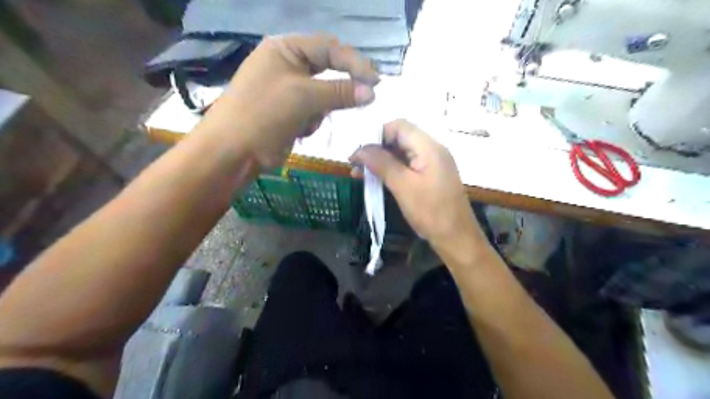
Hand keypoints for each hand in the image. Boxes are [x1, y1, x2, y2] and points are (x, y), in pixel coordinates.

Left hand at [200, 34, 379, 165]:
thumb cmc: (265, 113)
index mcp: (286, 49)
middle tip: (365, 97)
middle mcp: (288, 65)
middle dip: (340, 87)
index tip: (376, 82)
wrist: (234, 150)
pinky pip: (314, 111)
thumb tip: (372, 92)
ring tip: (308, 121)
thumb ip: (340, 91)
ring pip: (324, 94)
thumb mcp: (304, 96)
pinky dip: (313, 121)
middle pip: (327, 70)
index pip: (329, 48)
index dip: (355, 63)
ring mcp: (288, 90)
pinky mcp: (290, 112)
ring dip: (323, 109)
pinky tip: (300, 130)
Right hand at [351, 118, 484, 251]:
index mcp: (429, 147)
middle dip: (376, 148)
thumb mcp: (403, 186)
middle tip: (355, 164)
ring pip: (401, 153)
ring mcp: (432, 163)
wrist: (456, 238)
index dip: (376, 135)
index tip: (359, 152)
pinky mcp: (430, 176)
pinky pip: (407, 165)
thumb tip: (359, 149)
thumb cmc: (431, 212)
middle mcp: (432, 150)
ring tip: (359, 173)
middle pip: (400, 138)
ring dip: (380, 160)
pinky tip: (375, 179)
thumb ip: (381, 163)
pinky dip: (390, 170)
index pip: (399, 126)